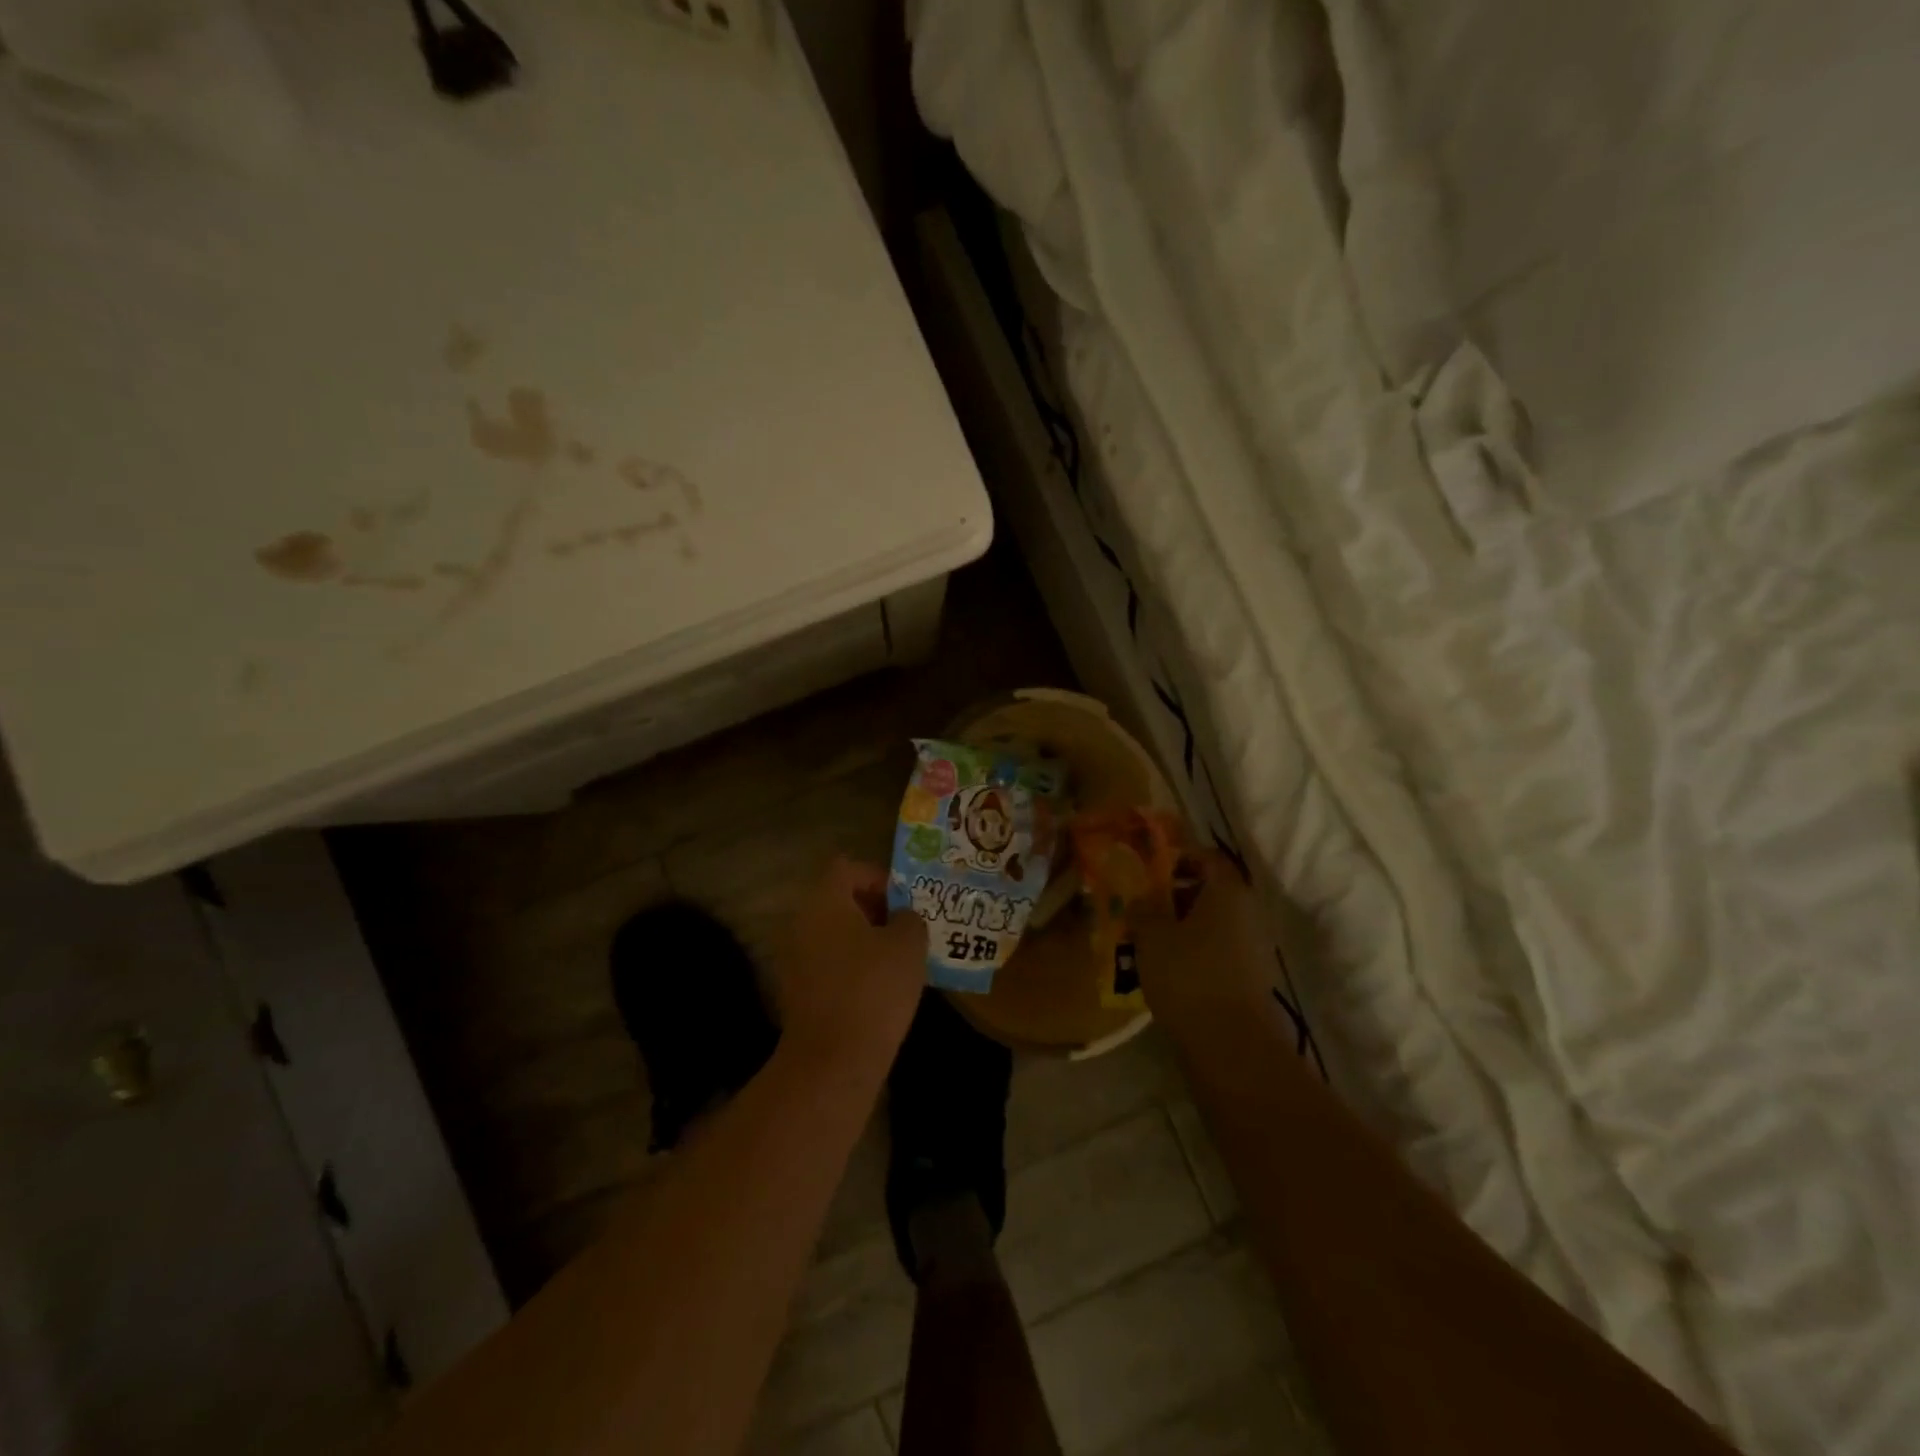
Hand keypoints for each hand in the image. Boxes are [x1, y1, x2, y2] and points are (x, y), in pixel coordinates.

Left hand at [770, 857, 927, 1076]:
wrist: (833, 1060)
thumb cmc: (874, 989)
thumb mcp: (908, 945)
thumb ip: (909, 919)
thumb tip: (901, 917)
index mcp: (824, 902)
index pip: (848, 868)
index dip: (879, 877)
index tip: (904, 902)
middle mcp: (801, 922)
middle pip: (839, 900)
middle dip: (874, 910)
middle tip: (906, 930)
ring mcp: (793, 958)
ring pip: (834, 934)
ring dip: (864, 940)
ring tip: (897, 961)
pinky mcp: (796, 991)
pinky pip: (827, 964)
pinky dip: (850, 967)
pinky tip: (878, 990)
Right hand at [1132, 854, 1277, 1023]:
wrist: (1230, 1044)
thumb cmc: (1188, 975)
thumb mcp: (1151, 936)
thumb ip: (1143, 909)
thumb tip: (1140, 897)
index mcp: (1228, 891)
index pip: (1207, 857)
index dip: (1179, 857)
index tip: (1150, 869)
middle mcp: (1249, 912)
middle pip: (1212, 890)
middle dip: (1177, 894)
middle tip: (1144, 905)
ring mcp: (1255, 946)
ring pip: (1215, 922)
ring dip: (1185, 925)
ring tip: (1151, 940)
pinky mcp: (1252, 977)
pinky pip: (1220, 949)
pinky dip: (1197, 950)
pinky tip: (1170, 967)